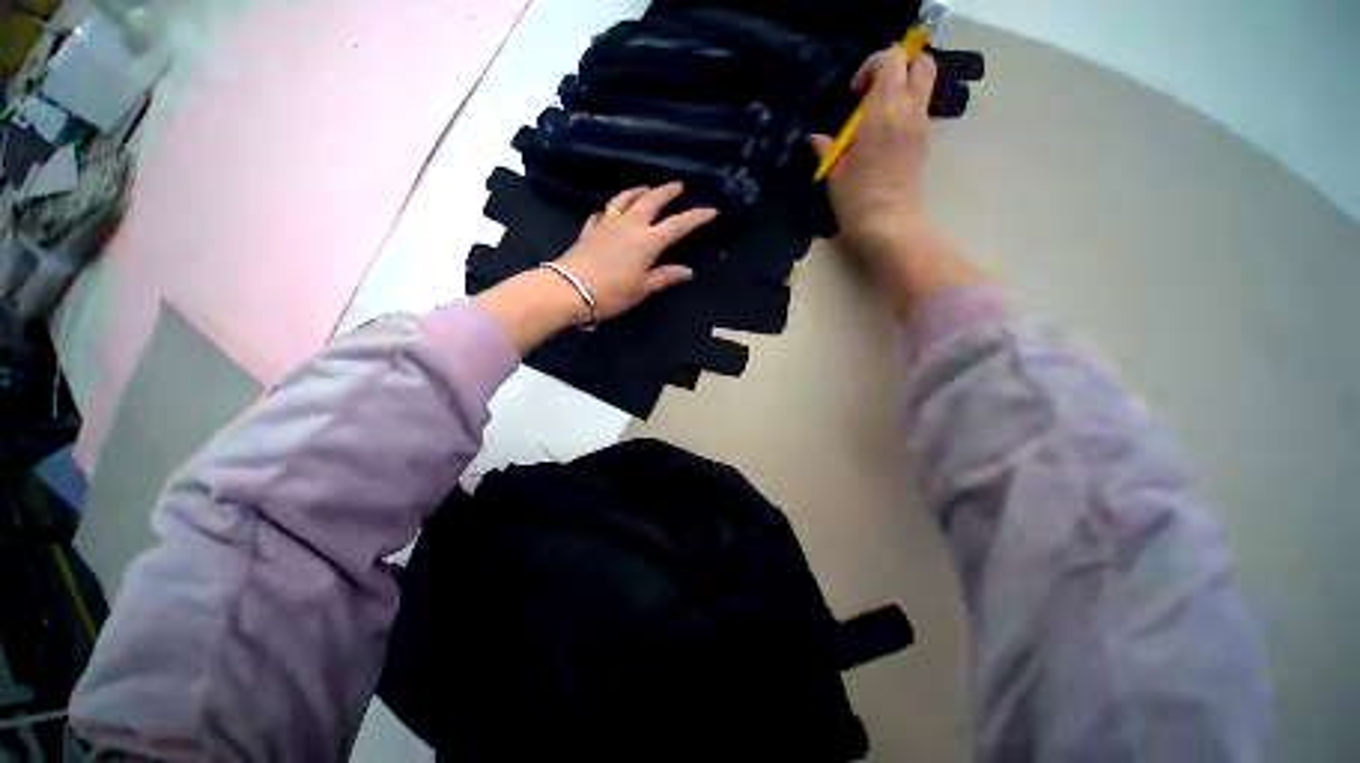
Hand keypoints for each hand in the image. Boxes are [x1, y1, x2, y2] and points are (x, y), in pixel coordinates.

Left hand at [473, 182, 716, 353]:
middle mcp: (629, 225)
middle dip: (667, 192)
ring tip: (646, 187)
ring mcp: (607, 224)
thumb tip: (687, 271)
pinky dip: (612, 209)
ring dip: (638, 191)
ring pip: (625, 199)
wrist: (569, 289)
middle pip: (651, 201)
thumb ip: (665, 276)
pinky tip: (611, 211)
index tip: (712, 210)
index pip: (677, 225)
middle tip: (678, 185)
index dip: (696, 217)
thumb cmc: (611, 293)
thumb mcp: (642, 288)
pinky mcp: (590, 230)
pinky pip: (603, 213)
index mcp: (647, 241)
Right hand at [811, 48, 984, 319]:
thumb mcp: (835, 173)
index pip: (892, 59)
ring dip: (904, 86)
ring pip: (925, 83)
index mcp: (884, 112)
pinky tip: (886, 132)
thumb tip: (815, 139)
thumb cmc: (856, 199)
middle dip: (900, 66)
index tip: (855, 91)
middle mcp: (909, 110)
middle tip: (875, 90)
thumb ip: (827, 149)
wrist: (887, 223)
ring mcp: (922, 125)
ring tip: (878, 112)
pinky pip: (921, 107)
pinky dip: (906, 106)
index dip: (872, 65)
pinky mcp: (925, 140)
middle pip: (921, 62)